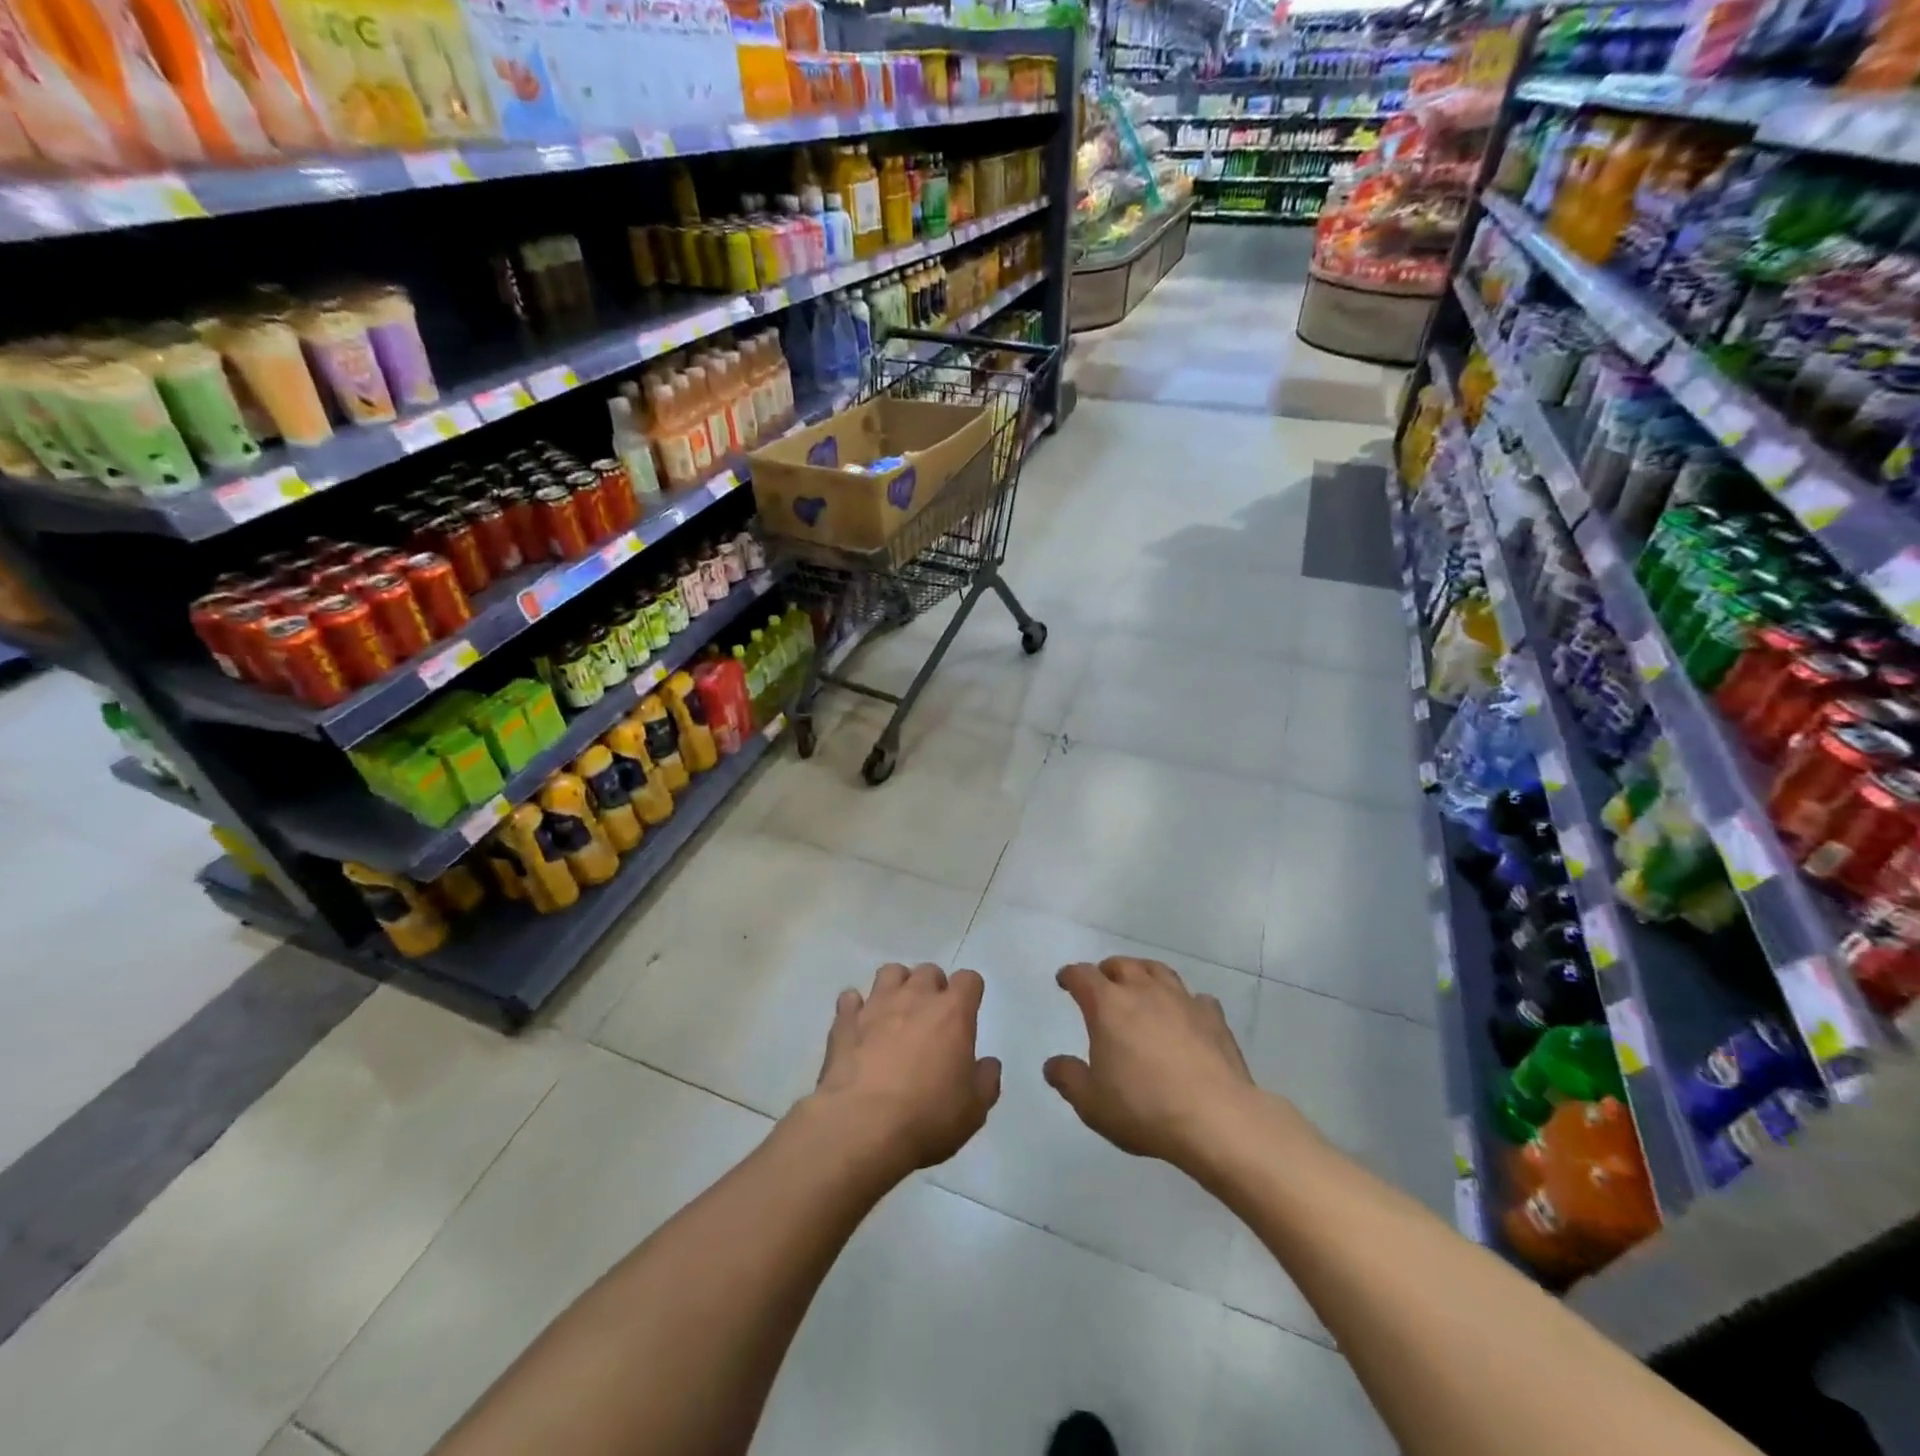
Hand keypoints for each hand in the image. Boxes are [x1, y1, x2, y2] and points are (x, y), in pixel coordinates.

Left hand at [807, 963, 1000, 1176]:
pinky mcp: (844, 1022)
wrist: (862, 1126)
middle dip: (933, 987)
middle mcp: (915, 998)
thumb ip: (986, 1080)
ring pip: (889, 973)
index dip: (970, 992)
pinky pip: (850, 999)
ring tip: (896, 1013)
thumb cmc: (927, 1116)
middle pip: (928, 971)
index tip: (967, 1012)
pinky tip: (859, 1026)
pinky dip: (856, 1007)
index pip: (968, 979)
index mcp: (952, 1013)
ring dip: (896, 986)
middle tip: (932, 1017)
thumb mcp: (975, 1109)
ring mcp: (876, 1005)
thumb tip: (988, 1063)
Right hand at [1044, 958, 1259, 1166]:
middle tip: (1103, 983)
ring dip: (1144, 974)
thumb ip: (1068, 1079)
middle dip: (1107, 971)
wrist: (1216, 1118)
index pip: (1082, 975)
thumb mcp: (1091, 1103)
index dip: (1070, 975)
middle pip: (1122, 965)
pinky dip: (1185, 1002)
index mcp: (1108, 1005)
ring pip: (1159, 971)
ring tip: (1141, 986)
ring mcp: (1182, 1000)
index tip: (1064, 981)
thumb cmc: (1144, 1108)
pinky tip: (1185, 1016)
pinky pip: (1195, 998)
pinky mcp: (1213, 1017)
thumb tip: (1052, 1064)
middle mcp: (1143, 991)